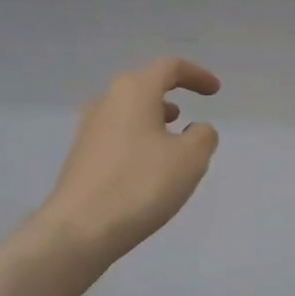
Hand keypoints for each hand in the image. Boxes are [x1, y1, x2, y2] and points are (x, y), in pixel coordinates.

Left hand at [38, 57, 220, 264]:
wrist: (80, 228)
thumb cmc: (141, 184)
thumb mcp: (190, 159)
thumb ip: (203, 136)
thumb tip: (197, 129)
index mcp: (134, 91)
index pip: (169, 67)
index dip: (196, 75)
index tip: (214, 91)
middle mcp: (106, 101)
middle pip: (142, 86)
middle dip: (169, 95)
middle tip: (188, 114)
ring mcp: (88, 129)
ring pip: (127, 111)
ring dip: (151, 118)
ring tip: (170, 138)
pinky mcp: (80, 156)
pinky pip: (115, 135)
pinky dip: (136, 139)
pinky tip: (146, 165)